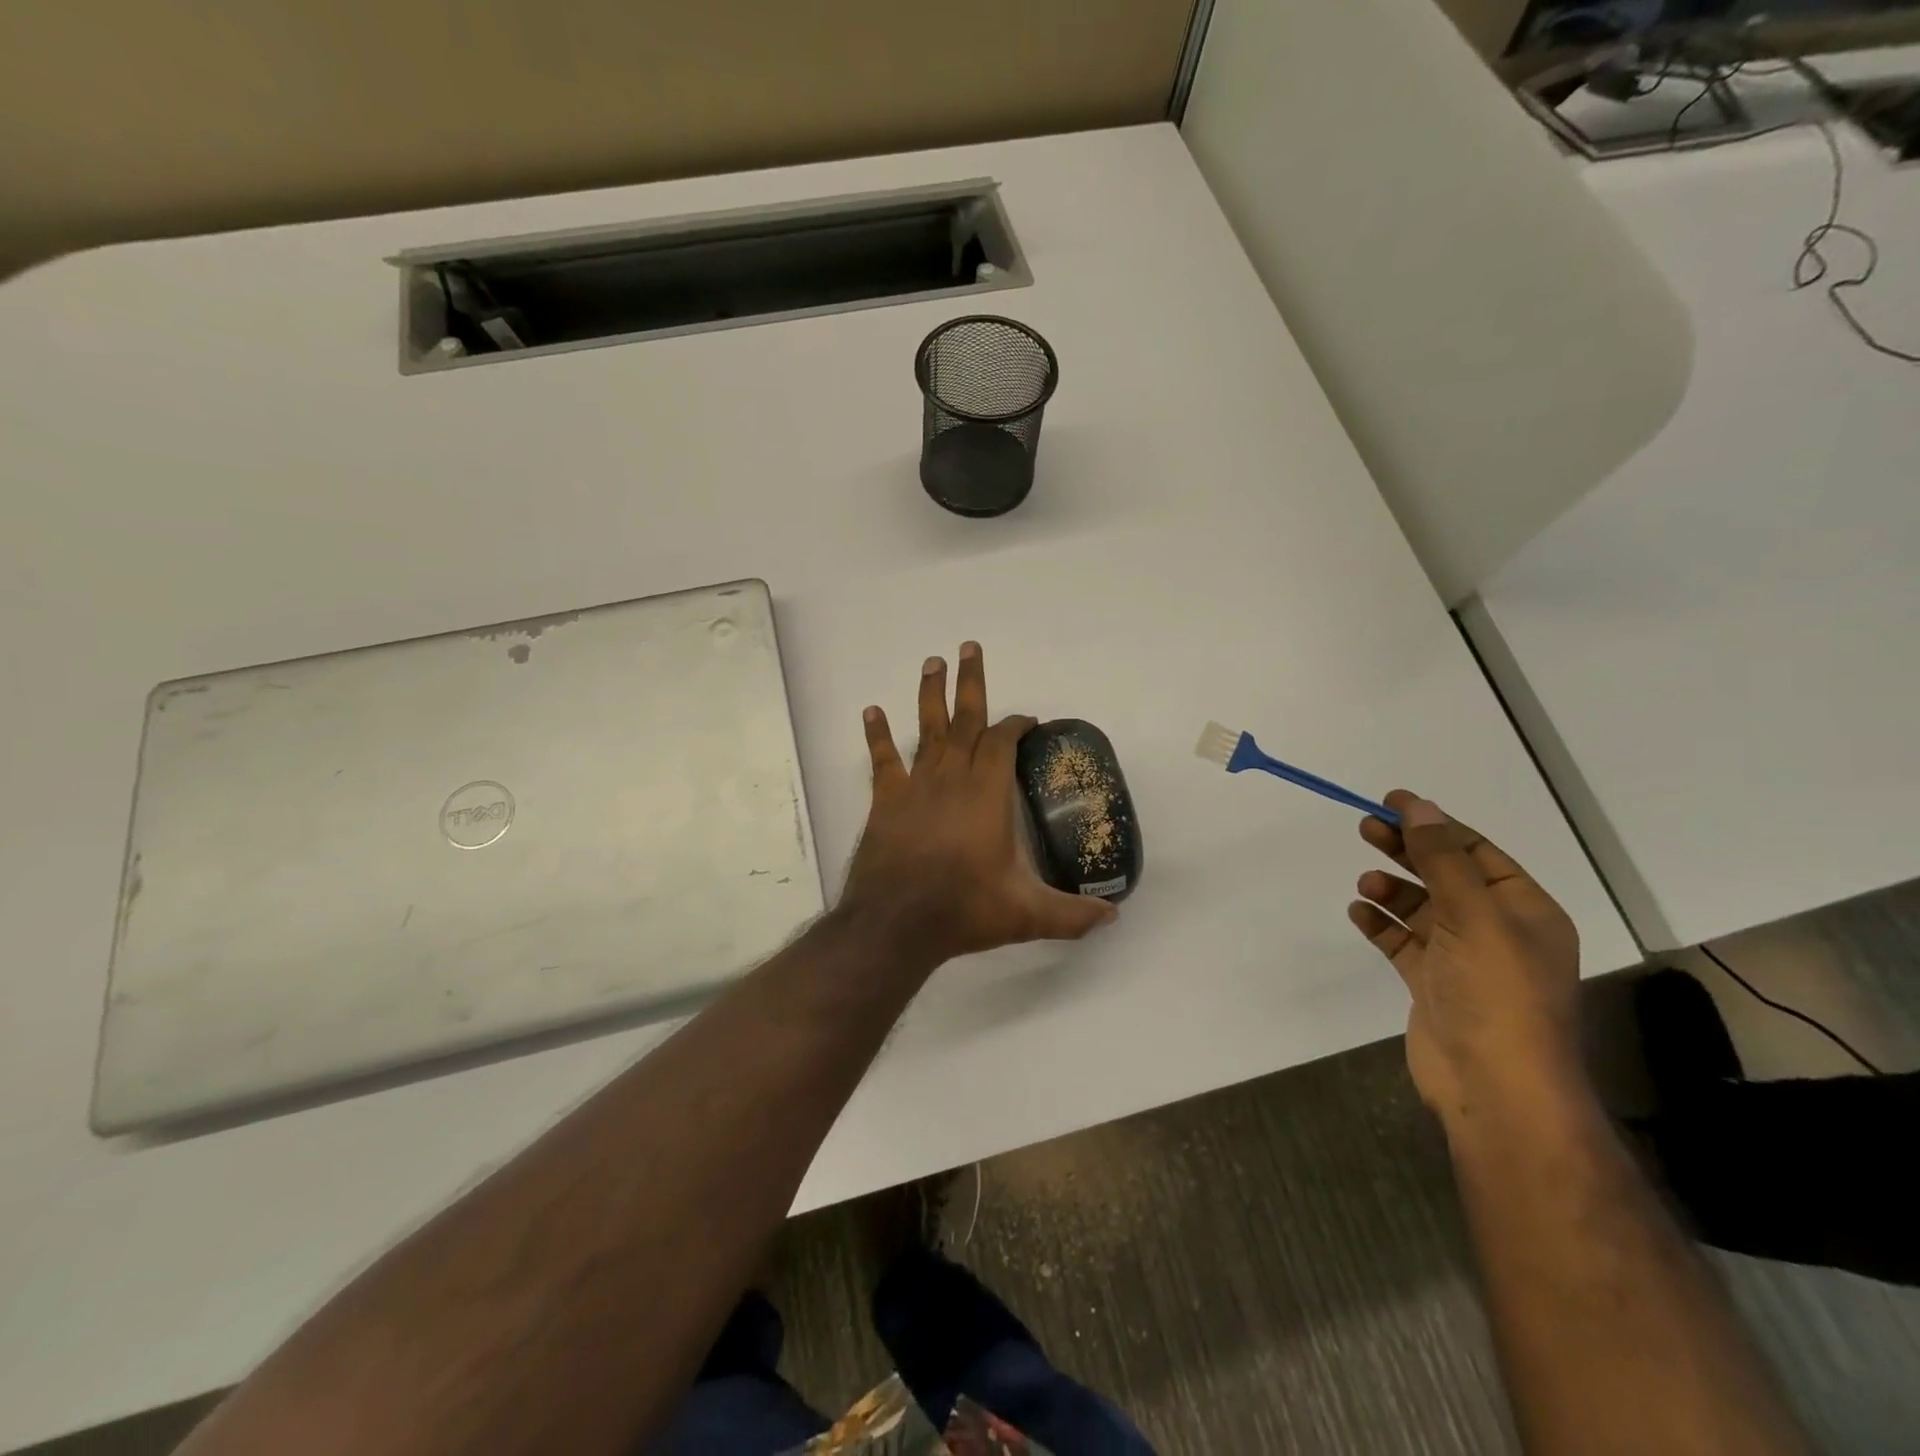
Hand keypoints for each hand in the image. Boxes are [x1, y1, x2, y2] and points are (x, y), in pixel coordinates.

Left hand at [838, 642, 1116, 966]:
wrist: (896, 924)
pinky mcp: (886, 801)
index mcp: (987, 794)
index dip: (1015, 725)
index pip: (1002, 743)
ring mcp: (916, 786)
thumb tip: (1112, 917)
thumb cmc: (964, 910)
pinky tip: (872, 711)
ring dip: (931, 695)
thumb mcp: (1027, 915)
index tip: (1026, 718)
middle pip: (965, 720)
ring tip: (932, 662)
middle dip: (970, 683)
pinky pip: (883, 760)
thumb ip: (1071, 914)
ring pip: (926, 730)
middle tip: (968, 647)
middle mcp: (952, 779)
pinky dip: (877, 735)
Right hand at [1347, 791, 1589, 1129]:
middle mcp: (1496, 930)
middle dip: (1407, 851)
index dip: (1435, 824)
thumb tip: (1420, 807)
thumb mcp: (1473, 916)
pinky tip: (1360, 914)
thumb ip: (1443, 860)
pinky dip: (1381, 925)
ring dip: (1392, 890)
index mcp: (1524, 910)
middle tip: (1365, 827)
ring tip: (1365, 885)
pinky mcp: (1433, 984)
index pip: (1477, 852)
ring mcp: (1463, 959)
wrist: (1495, 1086)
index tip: (1392, 802)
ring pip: (1421, 908)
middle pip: (1445, 875)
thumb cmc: (1496, 993)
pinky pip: (1402, 942)